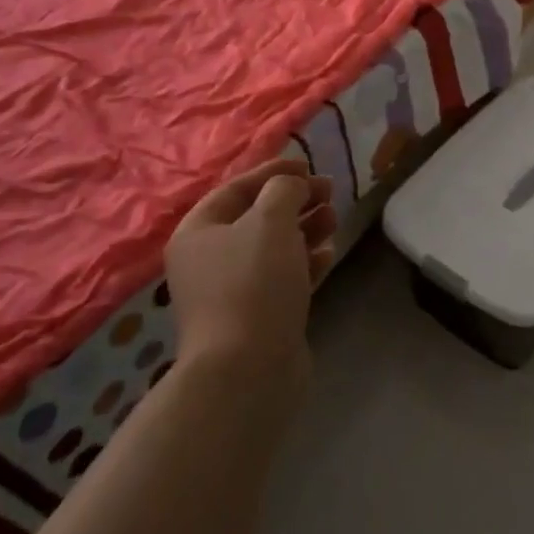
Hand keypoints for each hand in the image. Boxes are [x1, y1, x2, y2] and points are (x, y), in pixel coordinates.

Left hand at [164, 159, 335, 382]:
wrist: (248, 368)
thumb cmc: (254, 281)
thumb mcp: (270, 220)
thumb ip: (283, 189)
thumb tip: (291, 184)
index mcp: (198, 231)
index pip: (236, 188)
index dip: (273, 171)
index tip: (309, 166)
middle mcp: (209, 260)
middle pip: (256, 218)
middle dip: (295, 201)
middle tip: (330, 192)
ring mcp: (232, 292)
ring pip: (273, 249)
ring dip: (305, 229)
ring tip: (335, 220)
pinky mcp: (257, 317)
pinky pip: (283, 279)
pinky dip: (305, 263)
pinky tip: (328, 256)